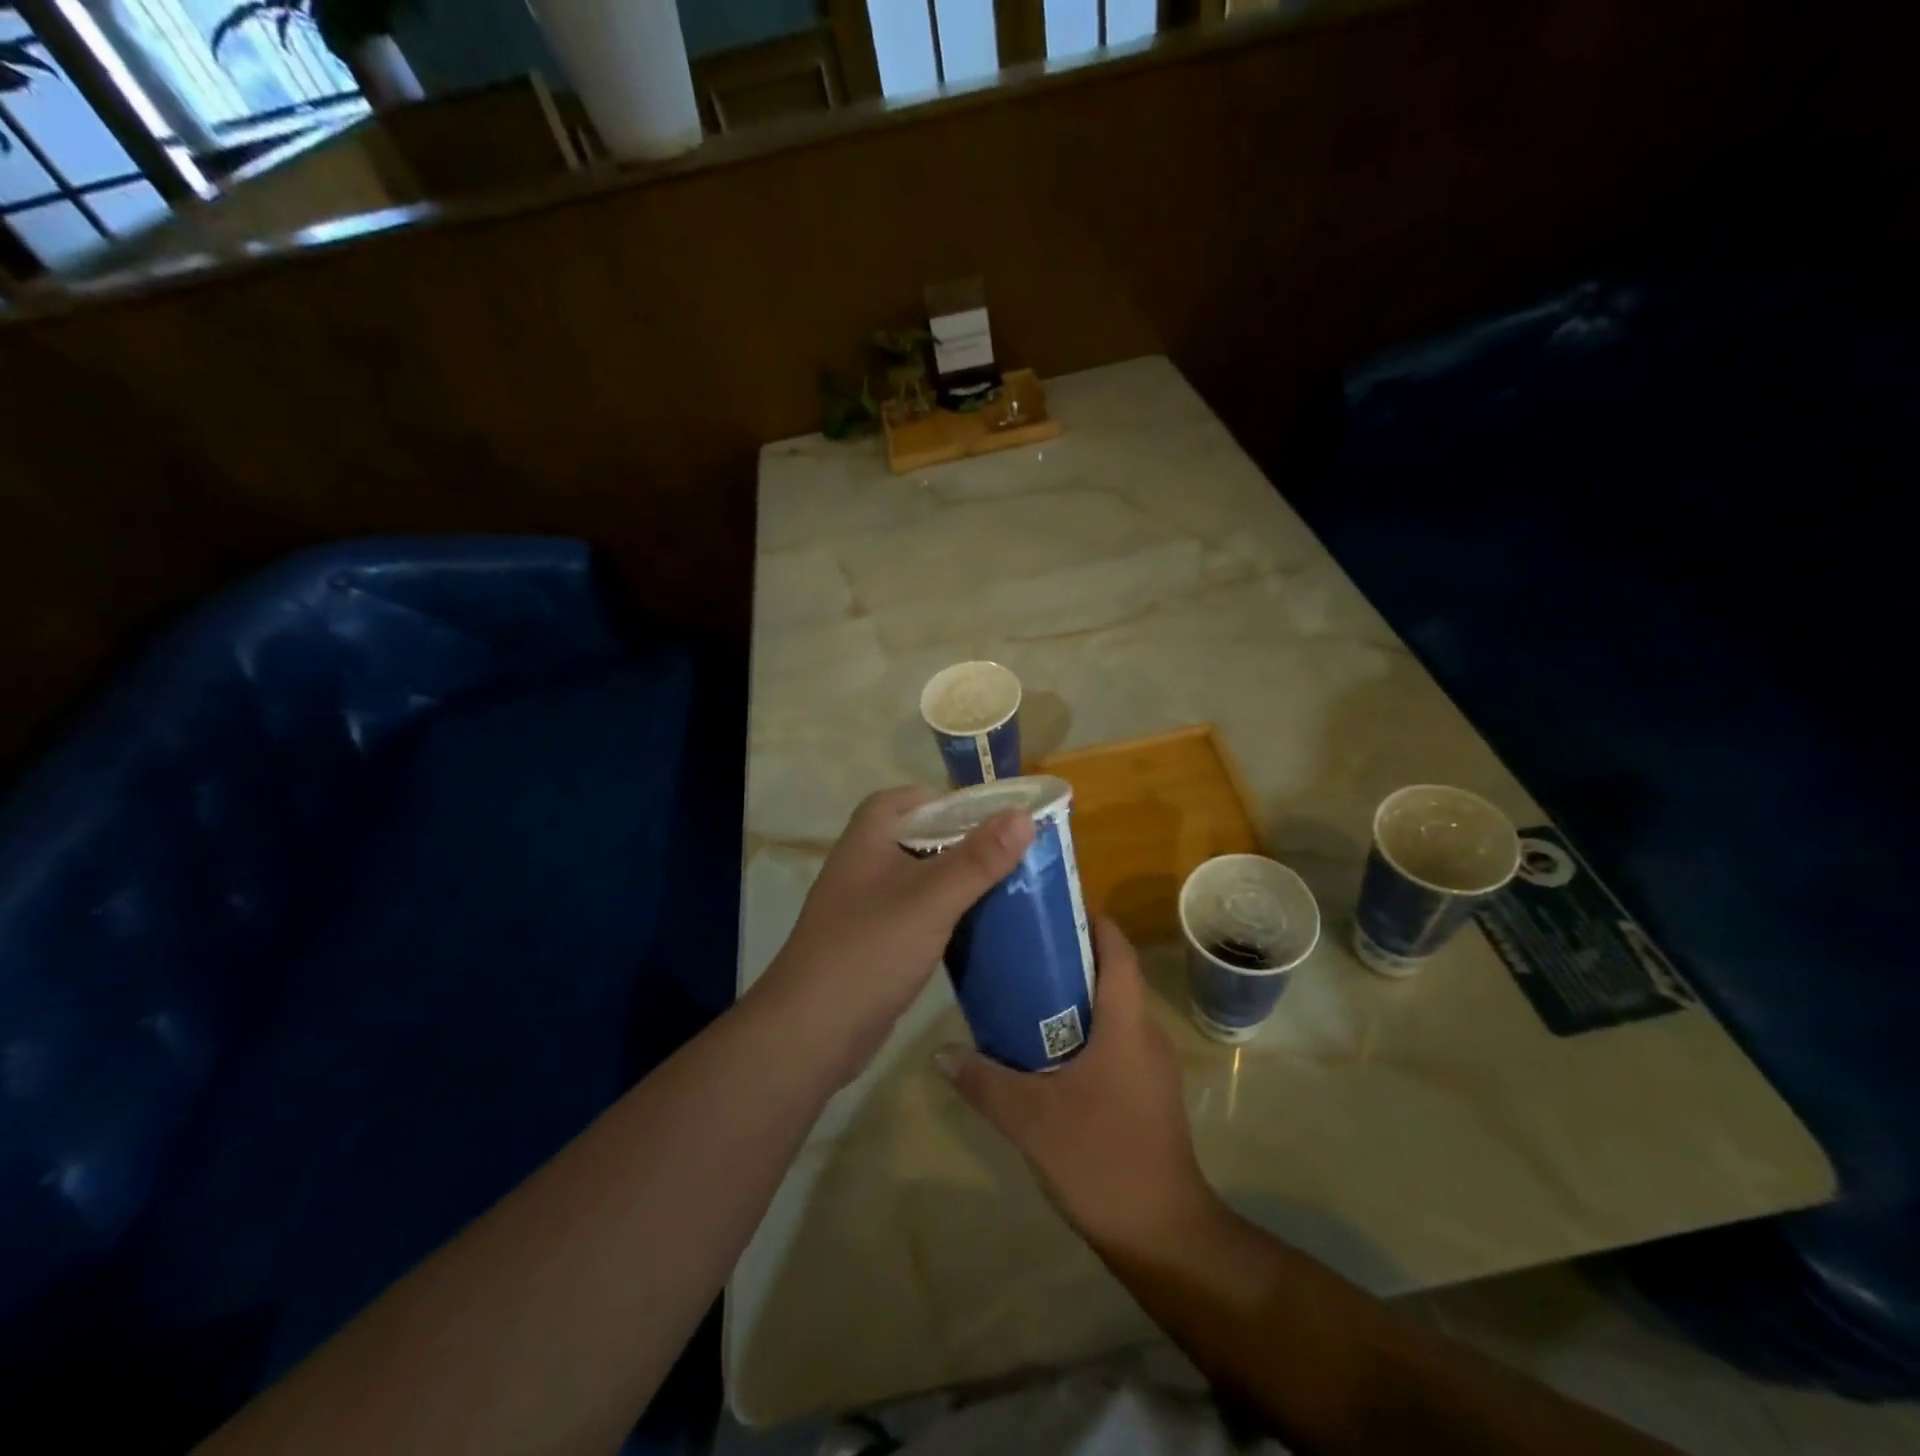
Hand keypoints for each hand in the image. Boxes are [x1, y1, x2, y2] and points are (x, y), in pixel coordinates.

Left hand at [758, 787, 1034, 1086]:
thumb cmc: (870, 951)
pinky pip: (919, 913)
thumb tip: (1024, 816)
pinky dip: (947, 914)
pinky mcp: (876, 940)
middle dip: (966, 843)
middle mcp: (865, 862)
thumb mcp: (931, 900)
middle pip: (923, 837)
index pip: (914, 799)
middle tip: (1014, 854)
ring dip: (960, 880)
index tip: (997, 817)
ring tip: (1009, 887)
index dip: (955, 802)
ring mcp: (868, 903)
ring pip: (923, 878)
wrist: (811, 1032)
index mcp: (869, 837)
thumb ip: (978, 859)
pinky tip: (979, 928)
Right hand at [937, 918, 1221, 1254]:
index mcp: (1127, 1023)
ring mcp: (1150, 1065)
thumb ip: (983, 1081)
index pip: (1117, 950)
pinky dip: (1082, 1030)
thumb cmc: (1102, 1158)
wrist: (1163, 1236)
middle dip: (1069, 956)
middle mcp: (1145, 1033)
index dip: (1090, 920)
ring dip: (1073, 996)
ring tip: (1021, 993)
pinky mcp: (1146, 1092)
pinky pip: (1114, 1041)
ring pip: (1111, 1011)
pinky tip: (1044, 1051)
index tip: (1049, 910)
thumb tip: (939, 1052)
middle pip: (1111, 974)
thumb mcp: (1030, 1119)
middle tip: (1018, 950)